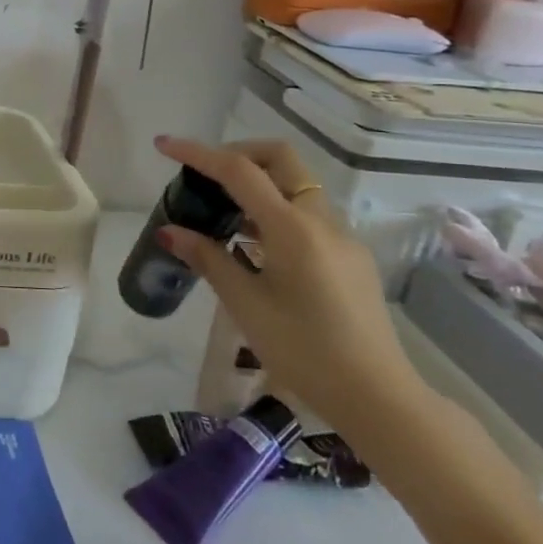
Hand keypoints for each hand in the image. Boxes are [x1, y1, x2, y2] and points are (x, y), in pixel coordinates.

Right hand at [152, 136, 432, 433]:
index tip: (165, 145)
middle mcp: (322, 221)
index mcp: (292, 228)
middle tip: (205, 174)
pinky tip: (254, 244)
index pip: (239, 171)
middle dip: (239, 153)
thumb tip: (171, 230)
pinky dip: (276, 209)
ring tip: (222, 212)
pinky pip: (308, 214)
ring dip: (259, 182)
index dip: (198, 153)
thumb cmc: (304, 350)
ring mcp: (342, 238)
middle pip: (280, 159)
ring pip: (297, 185)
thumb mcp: (245, 304)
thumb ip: (208, 259)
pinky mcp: (350, 257)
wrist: (377, 398)